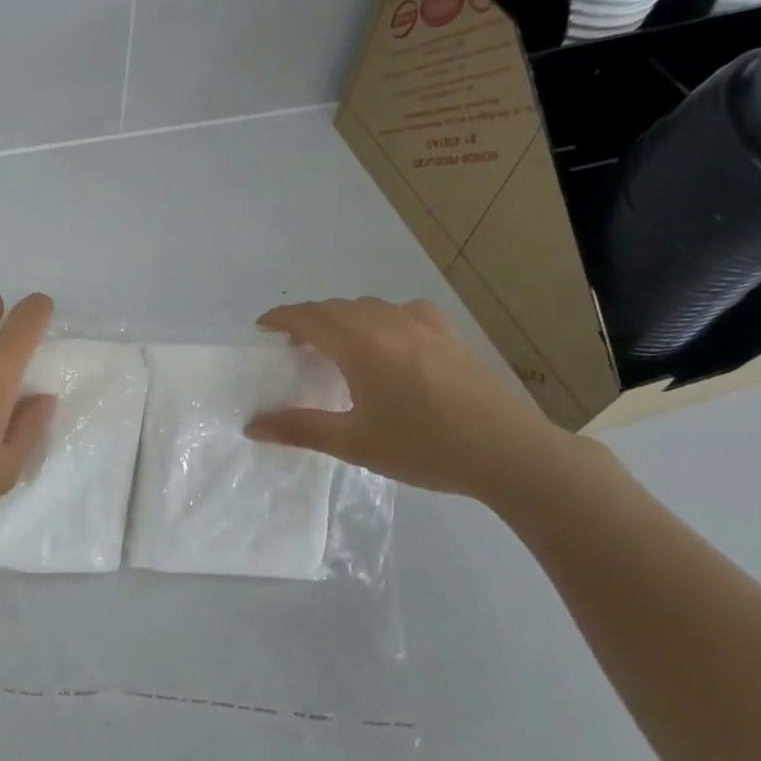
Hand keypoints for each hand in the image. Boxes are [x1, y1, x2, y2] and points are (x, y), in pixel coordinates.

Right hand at [245, 297, 575, 501]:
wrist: (507, 452)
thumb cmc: (423, 447)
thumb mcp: (354, 444)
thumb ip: (301, 429)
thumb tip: (253, 425)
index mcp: (361, 346)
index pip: (309, 317)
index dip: (281, 317)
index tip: (262, 327)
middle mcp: (389, 325)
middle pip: (337, 308)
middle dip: (308, 318)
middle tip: (293, 344)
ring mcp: (424, 328)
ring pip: (371, 307)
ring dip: (343, 316)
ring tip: (336, 343)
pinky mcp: (450, 337)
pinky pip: (406, 311)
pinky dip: (384, 317)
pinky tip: (391, 337)